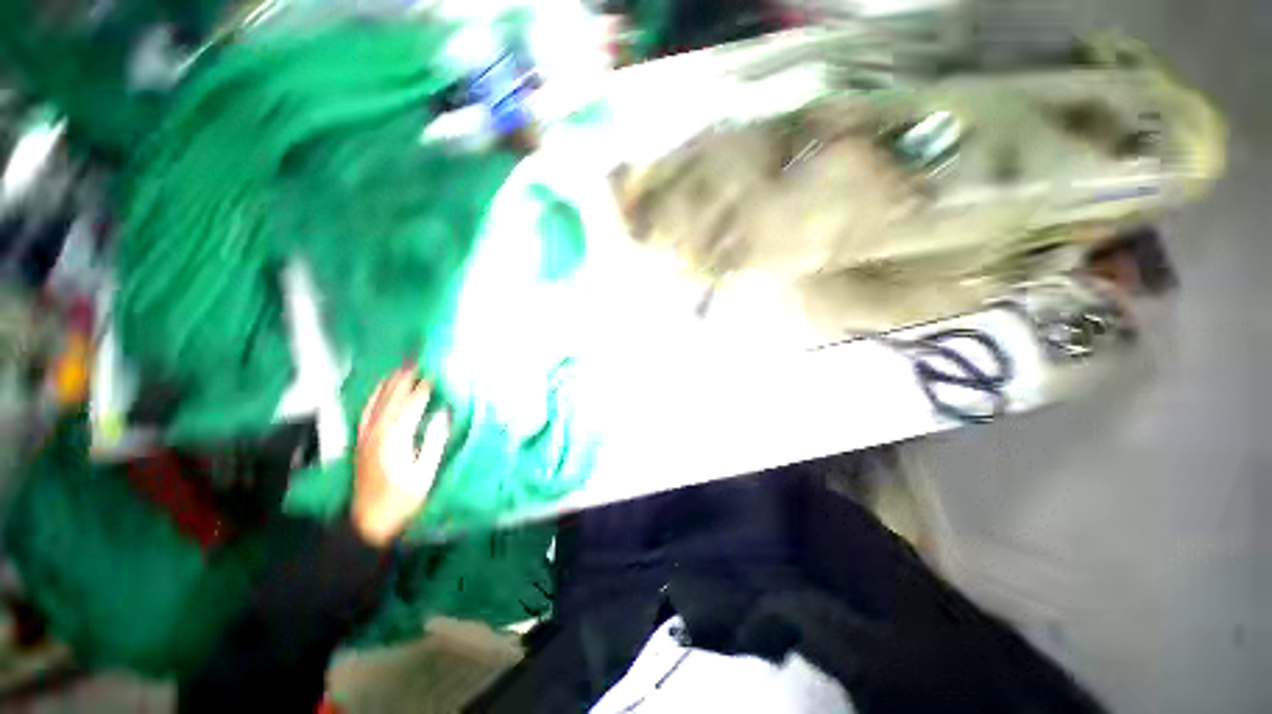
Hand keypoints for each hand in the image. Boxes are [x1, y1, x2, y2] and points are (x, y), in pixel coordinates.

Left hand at [352, 368, 450, 546]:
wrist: (368, 523)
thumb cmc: (402, 500)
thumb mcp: (425, 474)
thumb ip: (434, 442)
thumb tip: (443, 414)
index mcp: (394, 441)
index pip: (410, 406)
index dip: (423, 388)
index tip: (434, 373)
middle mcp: (375, 434)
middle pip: (391, 399)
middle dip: (404, 378)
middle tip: (416, 360)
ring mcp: (365, 438)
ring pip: (376, 403)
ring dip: (388, 384)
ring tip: (399, 368)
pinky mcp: (360, 442)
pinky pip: (365, 413)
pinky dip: (374, 397)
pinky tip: (379, 391)